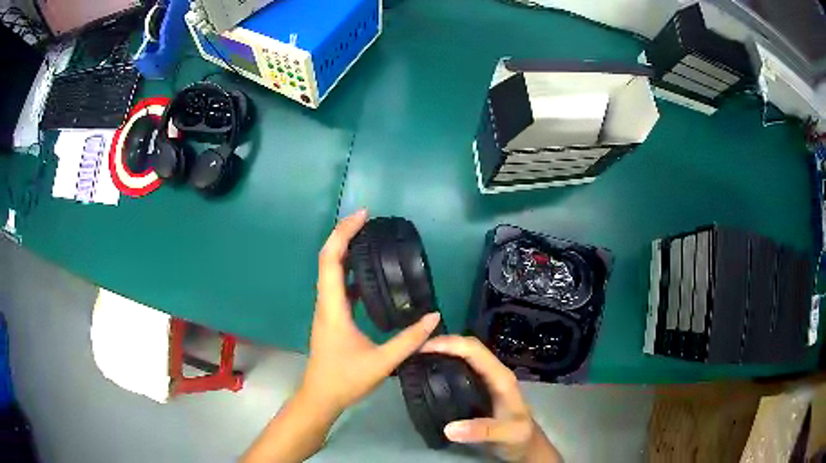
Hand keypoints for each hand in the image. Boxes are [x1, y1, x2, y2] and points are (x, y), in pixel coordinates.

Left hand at [301, 209, 441, 414]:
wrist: (320, 397)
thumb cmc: (345, 379)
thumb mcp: (382, 361)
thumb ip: (409, 340)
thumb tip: (434, 317)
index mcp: (332, 308)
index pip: (331, 260)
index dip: (343, 234)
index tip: (363, 216)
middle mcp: (325, 303)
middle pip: (328, 259)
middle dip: (345, 235)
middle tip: (369, 220)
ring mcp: (326, 310)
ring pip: (331, 271)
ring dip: (346, 251)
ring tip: (370, 240)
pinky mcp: (331, 318)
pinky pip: (339, 287)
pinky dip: (350, 273)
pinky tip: (370, 276)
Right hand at [420, 336, 560, 462]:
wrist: (525, 445)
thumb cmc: (519, 437)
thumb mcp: (506, 435)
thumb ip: (482, 431)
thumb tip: (449, 428)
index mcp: (500, 377)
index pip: (475, 350)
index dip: (450, 344)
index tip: (423, 348)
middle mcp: (493, 373)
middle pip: (468, 347)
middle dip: (442, 343)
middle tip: (413, 350)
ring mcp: (486, 380)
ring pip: (463, 356)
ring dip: (442, 351)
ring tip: (416, 357)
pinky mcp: (478, 389)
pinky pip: (460, 369)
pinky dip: (444, 364)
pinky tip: (429, 373)